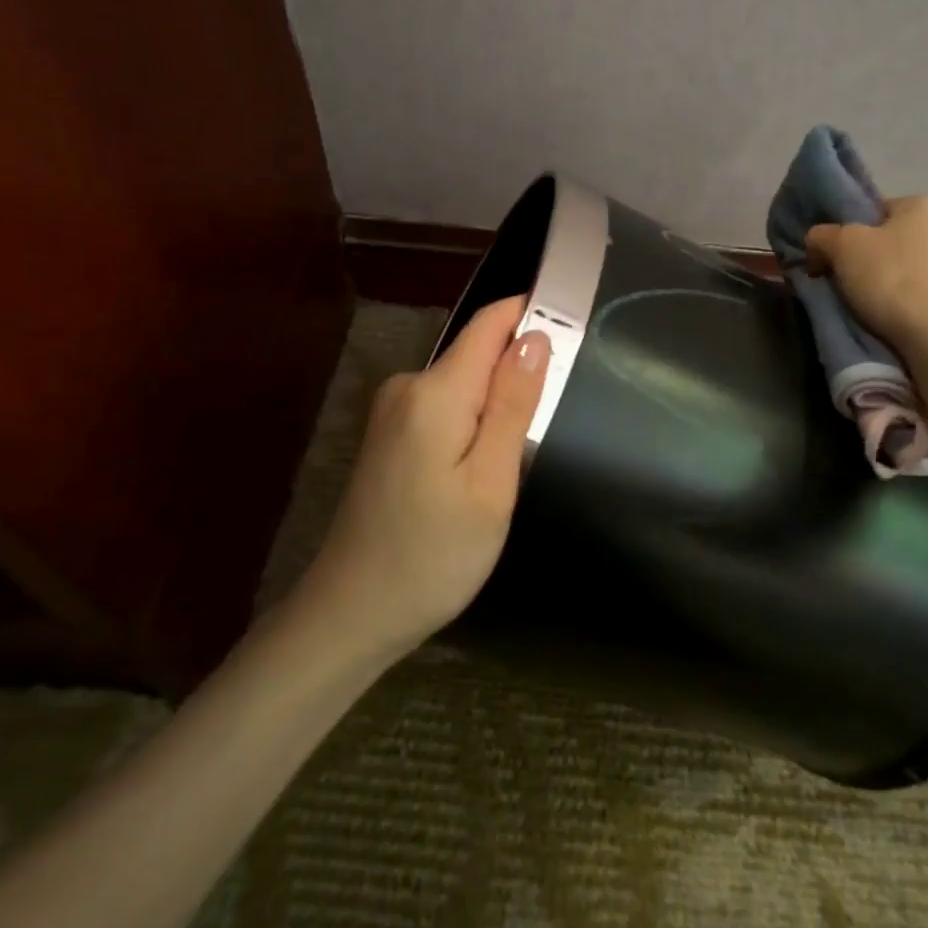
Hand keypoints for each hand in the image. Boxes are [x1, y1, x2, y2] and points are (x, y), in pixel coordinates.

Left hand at [299, 296, 549, 659]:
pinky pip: (446, 408)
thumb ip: (513, 405)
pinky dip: (474, 424)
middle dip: (519, 373)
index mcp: (435, 392)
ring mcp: (393, 412)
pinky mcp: (390, 436)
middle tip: (549, 426)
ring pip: (464, 384)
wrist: (352, 613)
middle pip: (478, 353)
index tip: (574, 331)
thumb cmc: (433, 555)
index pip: (490, 323)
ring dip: (497, 404)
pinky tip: (480, 469)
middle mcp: (408, 387)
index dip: (532, 314)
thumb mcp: (490, 483)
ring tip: (516, 458)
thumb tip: (536, 337)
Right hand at [804, 196, 927, 382]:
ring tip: (894, 314)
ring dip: (918, 284)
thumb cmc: (893, 281)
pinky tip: (922, 328)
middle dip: (889, 260)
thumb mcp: (841, 250)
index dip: (856, 236)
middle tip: (863, 288)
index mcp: (924, 206)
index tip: (842, 263)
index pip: (880, 211)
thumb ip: (823, 236)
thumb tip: (818, 239)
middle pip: (909, 241)